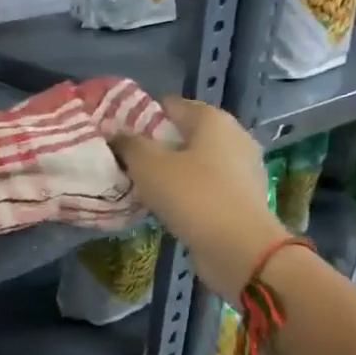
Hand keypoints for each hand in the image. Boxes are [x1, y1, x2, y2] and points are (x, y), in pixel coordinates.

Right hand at [112, 98, 287, 300]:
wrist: (240, 249)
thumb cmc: (192, 195)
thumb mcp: (148, 165)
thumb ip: (128, 143)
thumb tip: (112, 130)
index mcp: (213, 119)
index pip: (170, 106)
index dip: (141, 116)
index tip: (117, 135)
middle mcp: (234, 137)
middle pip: (184, 134)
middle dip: (155, 145)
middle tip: (125, 162)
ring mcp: (242, 169)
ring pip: (195, 162)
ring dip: (170, 171)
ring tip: (141, 186)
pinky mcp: (243, 198)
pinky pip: (206, 186)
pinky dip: (186, 191)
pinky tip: (166, 206)